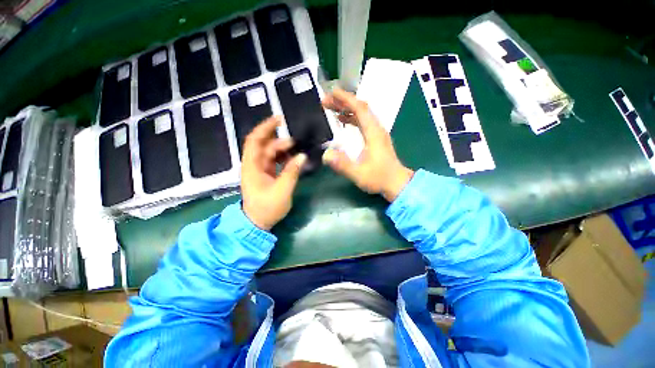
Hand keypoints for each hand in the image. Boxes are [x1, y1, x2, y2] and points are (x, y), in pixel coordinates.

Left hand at [241, 117, 306, 229]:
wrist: (256, 224)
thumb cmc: (266, 208)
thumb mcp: (282, 191)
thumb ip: (292, 172)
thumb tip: (302, 156)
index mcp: (252, 165)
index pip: (254, 140)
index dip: (265, 127)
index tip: (279, 119)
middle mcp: (253, 164)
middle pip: (264, 144)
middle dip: (279, 139)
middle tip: (296, 141)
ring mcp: (258, 169)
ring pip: (269, 152)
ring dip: (283, 149)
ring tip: (297, 151)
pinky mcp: (264, 174)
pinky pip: (273, 160)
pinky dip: (283, 157)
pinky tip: (294, 159)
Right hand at [322, 89, 413, 201]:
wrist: (397, 183)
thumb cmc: (380, 178)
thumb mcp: (359, 174)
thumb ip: (342, 164)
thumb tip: (325, 154)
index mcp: (373, 132)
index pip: (359, 109)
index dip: (346, 99)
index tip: (332, 93)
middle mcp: (376, 128)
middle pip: (360, 107)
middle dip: (342, 101)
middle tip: (325, 100)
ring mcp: (377, 131)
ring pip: (361, 113)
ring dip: (346, 107)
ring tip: (329, 106)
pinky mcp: (376, 136)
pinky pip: (363, 120)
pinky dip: (351, 116)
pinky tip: (341, 118)